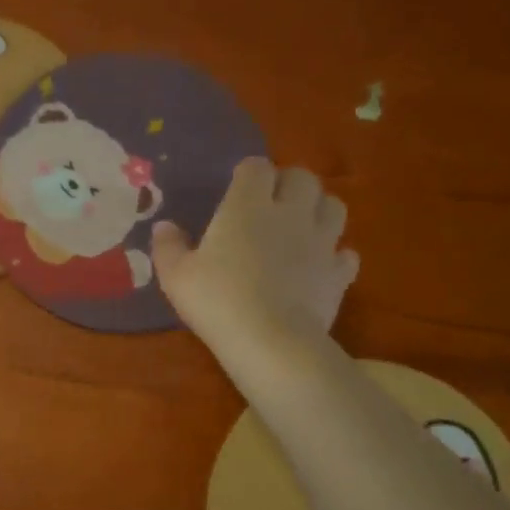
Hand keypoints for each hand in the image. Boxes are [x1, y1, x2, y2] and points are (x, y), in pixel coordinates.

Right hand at [152, 159, 359, 372]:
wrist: (270, 341)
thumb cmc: (217, 301)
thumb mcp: (176, 276)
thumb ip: (168, 246)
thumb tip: (164, 226)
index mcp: (247, 205)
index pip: (256, 168)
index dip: (248, 173)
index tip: (237, 187)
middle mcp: (290, 213)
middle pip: (302, 178)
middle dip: (288, 184)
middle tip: (271, 204)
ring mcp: (321, 242)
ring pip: (333, 206)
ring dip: (318, 210)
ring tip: (301, 226)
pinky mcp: (338, 273)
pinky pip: (345, 254)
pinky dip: (335, 256)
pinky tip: (319, 267)